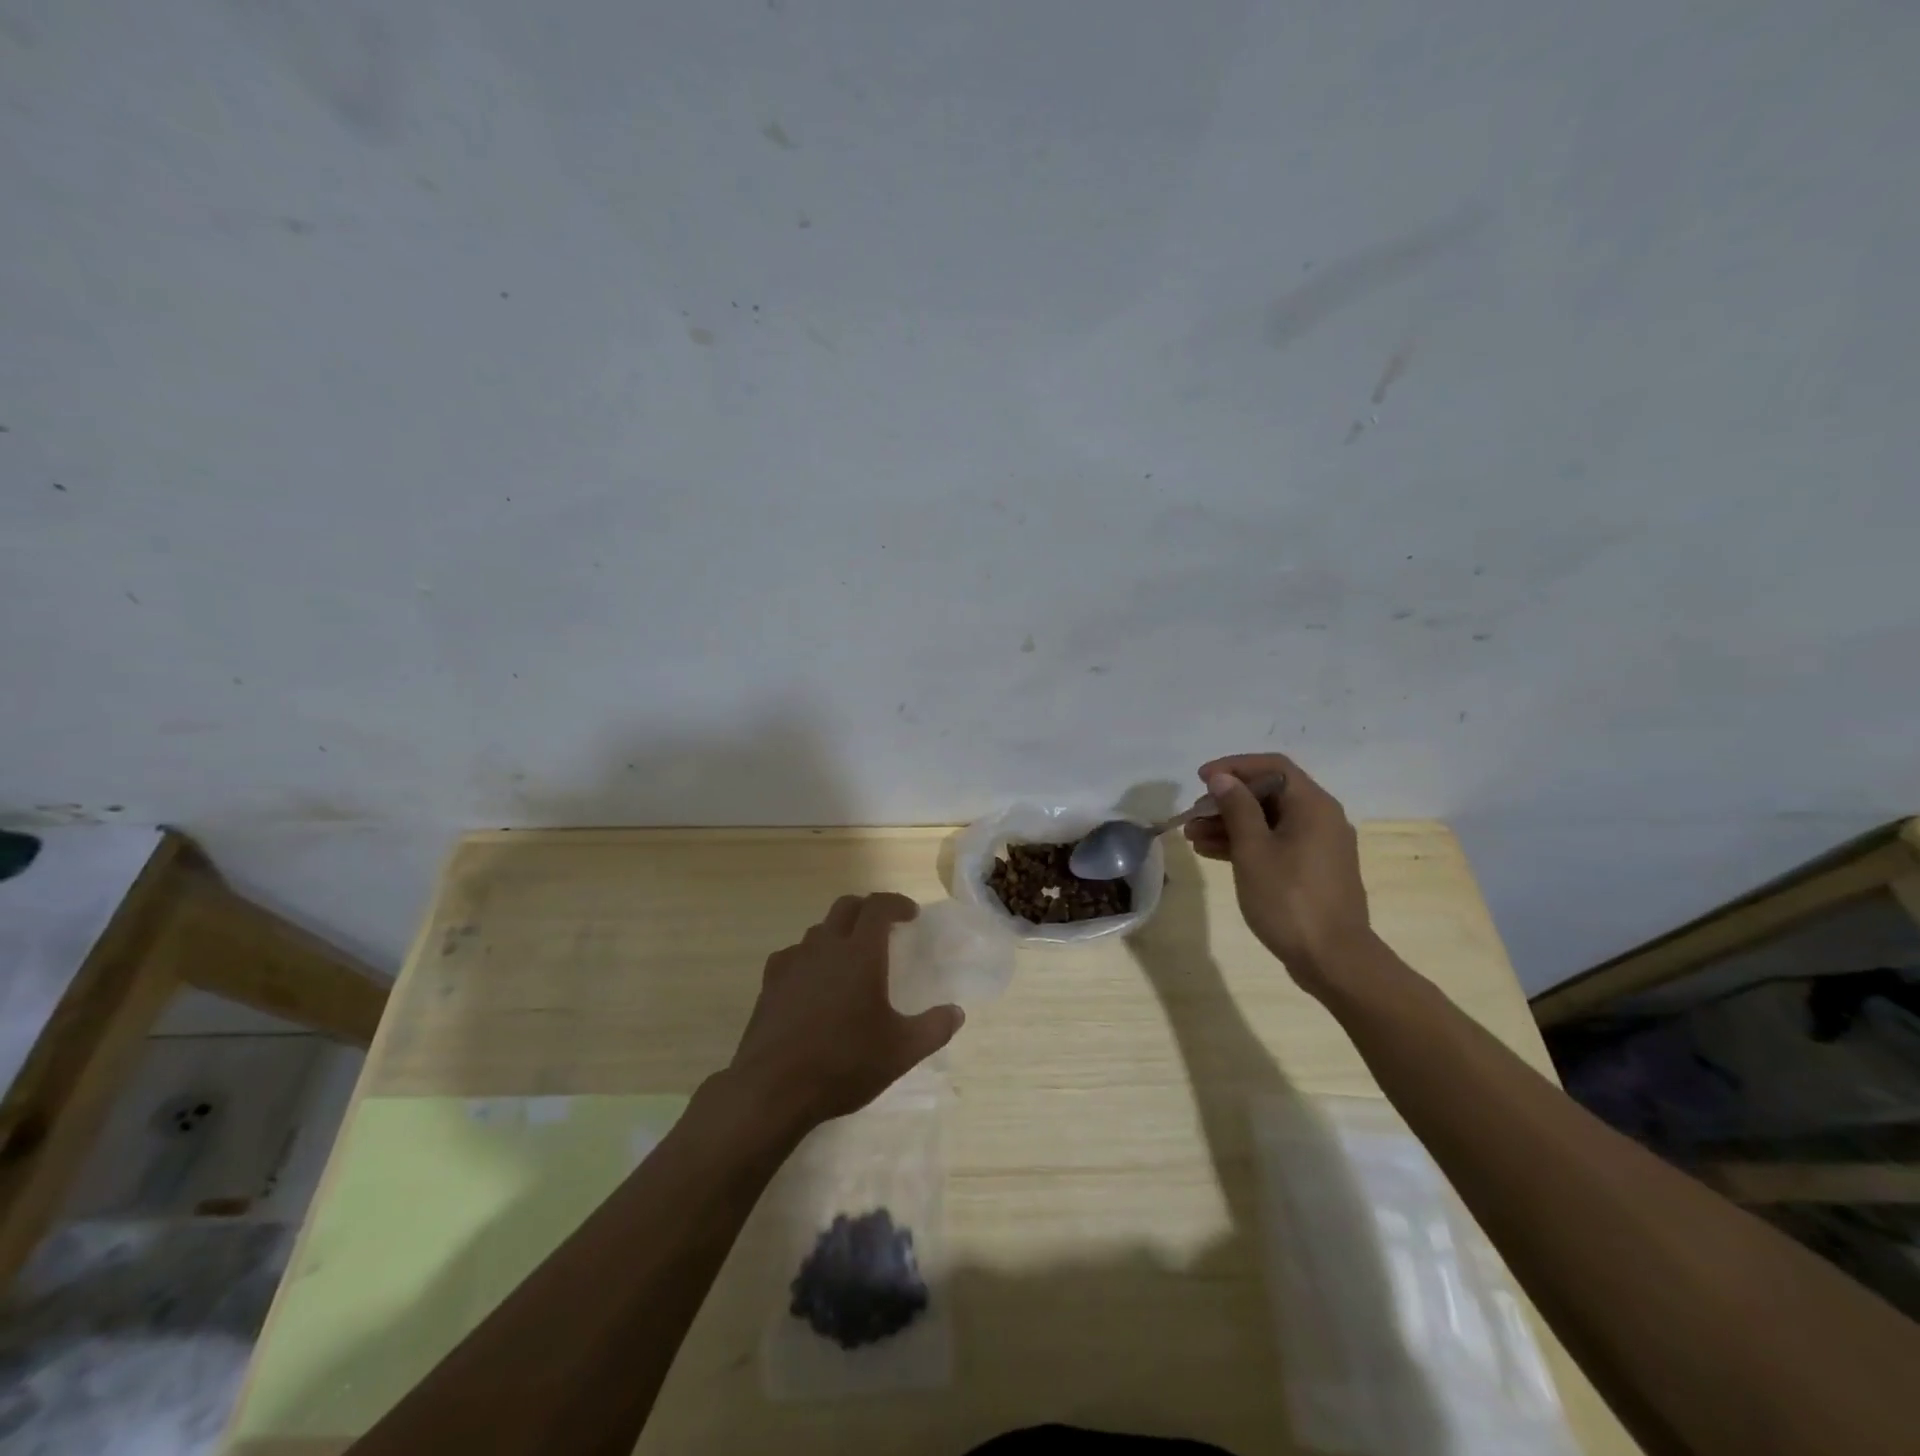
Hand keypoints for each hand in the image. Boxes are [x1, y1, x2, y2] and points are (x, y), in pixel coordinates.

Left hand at [726, 893, 963, 1130]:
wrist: (772, 1089)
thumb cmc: (844, 1063)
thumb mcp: (901, 1052)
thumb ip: (934, 1028)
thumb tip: (956, 1012)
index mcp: (860, 953)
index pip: (878, 907)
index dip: (896, 903)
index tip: (910, 915)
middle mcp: (825, 947)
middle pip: (846, 907)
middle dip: (867, 910)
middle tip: (883, 928)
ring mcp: (793, 962)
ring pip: (818, 930)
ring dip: (838, 933)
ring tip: (850, 959)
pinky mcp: (770, 983)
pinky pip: (793, 955)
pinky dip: (809, 957)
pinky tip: (813, 983)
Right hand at [1183, 753, 1376, 995]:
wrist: (1334, 960)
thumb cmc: (1289, 899)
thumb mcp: (1253, 850)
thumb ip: (1237, 808)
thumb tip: (1222, 778)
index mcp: (1312, 806)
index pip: (1272, 767)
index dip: (1234, 767)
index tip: (1201, 779)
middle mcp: (1321, 818)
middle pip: (1269, 794)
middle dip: (1227, 801)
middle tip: (1193, 815)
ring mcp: (1319, 846)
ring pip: (1269, 821)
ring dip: (1230, 824)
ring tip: (1192, 837)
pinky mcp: (1313, 870)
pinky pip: (1276, 843)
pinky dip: (1246, 844)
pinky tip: (1212, 853)